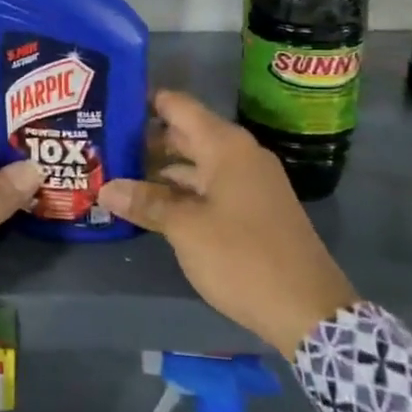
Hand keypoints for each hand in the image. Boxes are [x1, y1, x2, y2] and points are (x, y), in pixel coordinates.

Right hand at [98, 90, 356, 355]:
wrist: (309, 310)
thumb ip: (146, 203)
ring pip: (195, 163)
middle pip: (184, 133)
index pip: (178, 106)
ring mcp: (249, 183)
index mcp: (225, 146)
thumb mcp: (186, 229)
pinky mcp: (252, 209)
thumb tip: (104, 187)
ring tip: (116, 173)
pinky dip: (180, 190)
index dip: (144, 101)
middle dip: (145, 139)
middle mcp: (239, 155)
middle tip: (102, 143)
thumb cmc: (243, 257)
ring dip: (159, 169)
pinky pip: (208, 186)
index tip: (109, 103)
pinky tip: (151, 203)